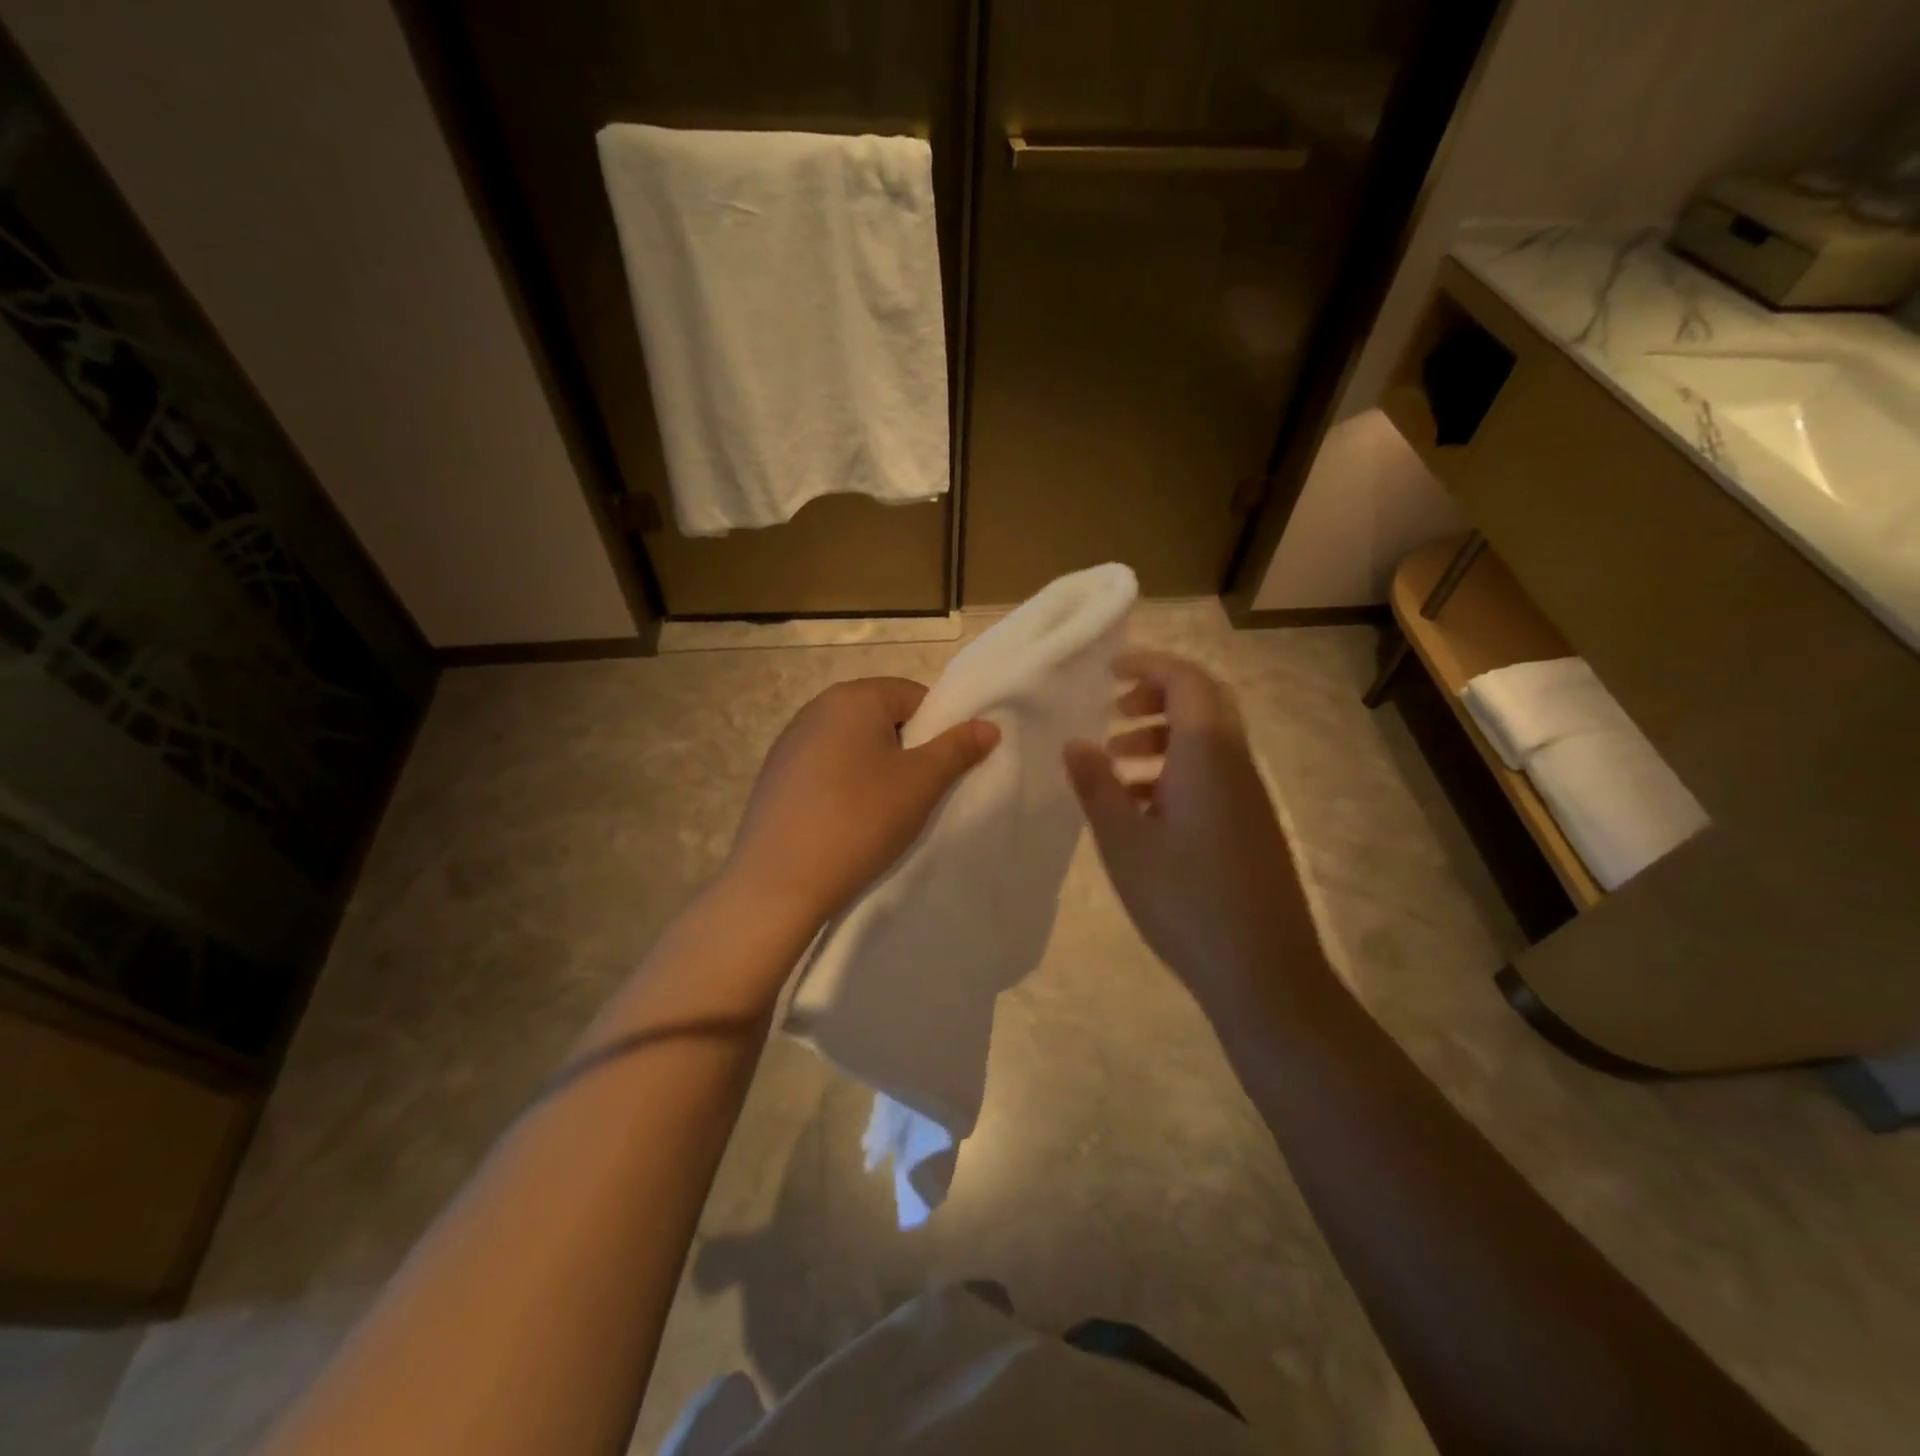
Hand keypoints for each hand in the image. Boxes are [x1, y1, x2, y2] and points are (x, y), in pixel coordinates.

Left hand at [726, 677, 998, 925]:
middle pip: (881, 718)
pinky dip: (843, 786)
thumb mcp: (921, 783)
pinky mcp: (775, 775)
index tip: (939, 771)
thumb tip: (989, 725)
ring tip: (881, 812)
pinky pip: (825, 768)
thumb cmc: (860, 819)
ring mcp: (789, 742)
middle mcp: (816, 708)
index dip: (937, 730)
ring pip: (853, 745)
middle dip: (906, 750)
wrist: (780, 881)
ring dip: (874, 769)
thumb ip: (958, 748)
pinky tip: (845, 821)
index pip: (914, 696)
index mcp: (853, 697)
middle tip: (916, 794)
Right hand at [1064, 652, 1320, 1019]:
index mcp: (1206, 755)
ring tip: (1116, 761)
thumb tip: (1074, 742)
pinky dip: (1176, 768)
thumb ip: (1096, 786)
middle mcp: (1235, 764)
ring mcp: (1249, 797)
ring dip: (1162, 736)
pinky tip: (1143, 807)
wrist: (1264, 972)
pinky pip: (1213, 774)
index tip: (1108, 671)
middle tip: (1113, 710)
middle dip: (1156, 695)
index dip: (1148, 665)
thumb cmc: (1185, 900)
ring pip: (1208, 741)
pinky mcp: (1252, 826)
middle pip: (1204, 703)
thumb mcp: (1124, 843)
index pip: (1186, 681)